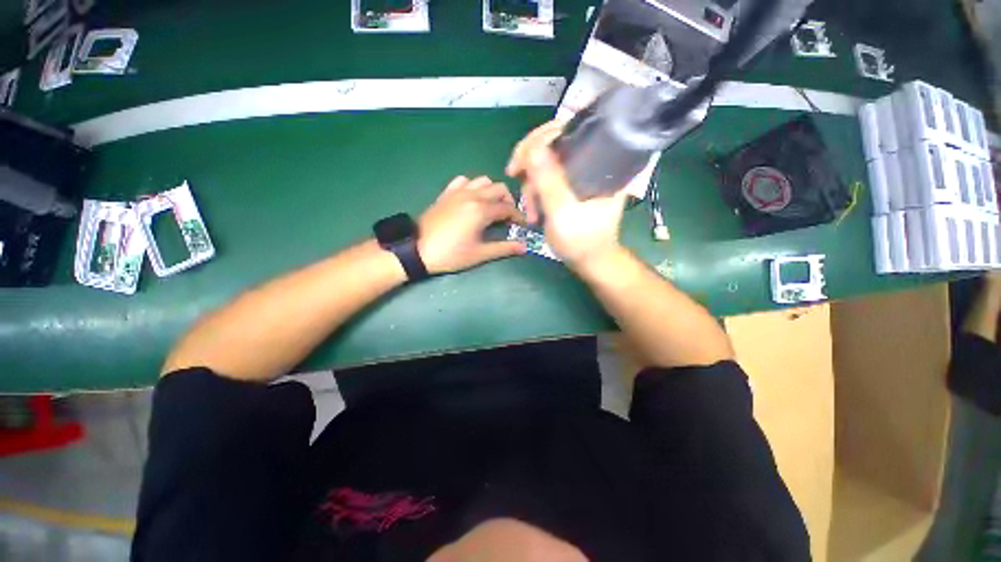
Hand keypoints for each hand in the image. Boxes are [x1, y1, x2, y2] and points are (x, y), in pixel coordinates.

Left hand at [418, 176, 526, 273]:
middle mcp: (472, 195)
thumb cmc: (451, 254)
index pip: (508, 208)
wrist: (417, 250)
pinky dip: (473, 186)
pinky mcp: (446, 193)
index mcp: (482, 210)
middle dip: (509, 201)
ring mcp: (458, 192)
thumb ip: (503, 248)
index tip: (523, 225)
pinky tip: (472, 198)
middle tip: (509, 217)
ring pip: (482, 181)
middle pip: (499, 188)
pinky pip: (464, 181)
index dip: (518, 216)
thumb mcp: (480, 254)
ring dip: (492, 191)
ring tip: (492, 206)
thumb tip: (524, 247)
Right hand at [505, 120, 627, 268]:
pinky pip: (544, 180)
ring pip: (544, 164)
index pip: (567, 131)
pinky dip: (534, 195)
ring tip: (531, 214)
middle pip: (552, 145)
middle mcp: (588, 163)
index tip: (518, 163)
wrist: (589, 261)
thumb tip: (532, 149)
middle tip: (514, 176)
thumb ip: (548, 181)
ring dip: (530, 187)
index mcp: (598, 162)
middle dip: (529, 165)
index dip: (538, 140)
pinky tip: (533, 213)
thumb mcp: (563, 212)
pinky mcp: (567, 188)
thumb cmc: (582, 240)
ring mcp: (576, 176)